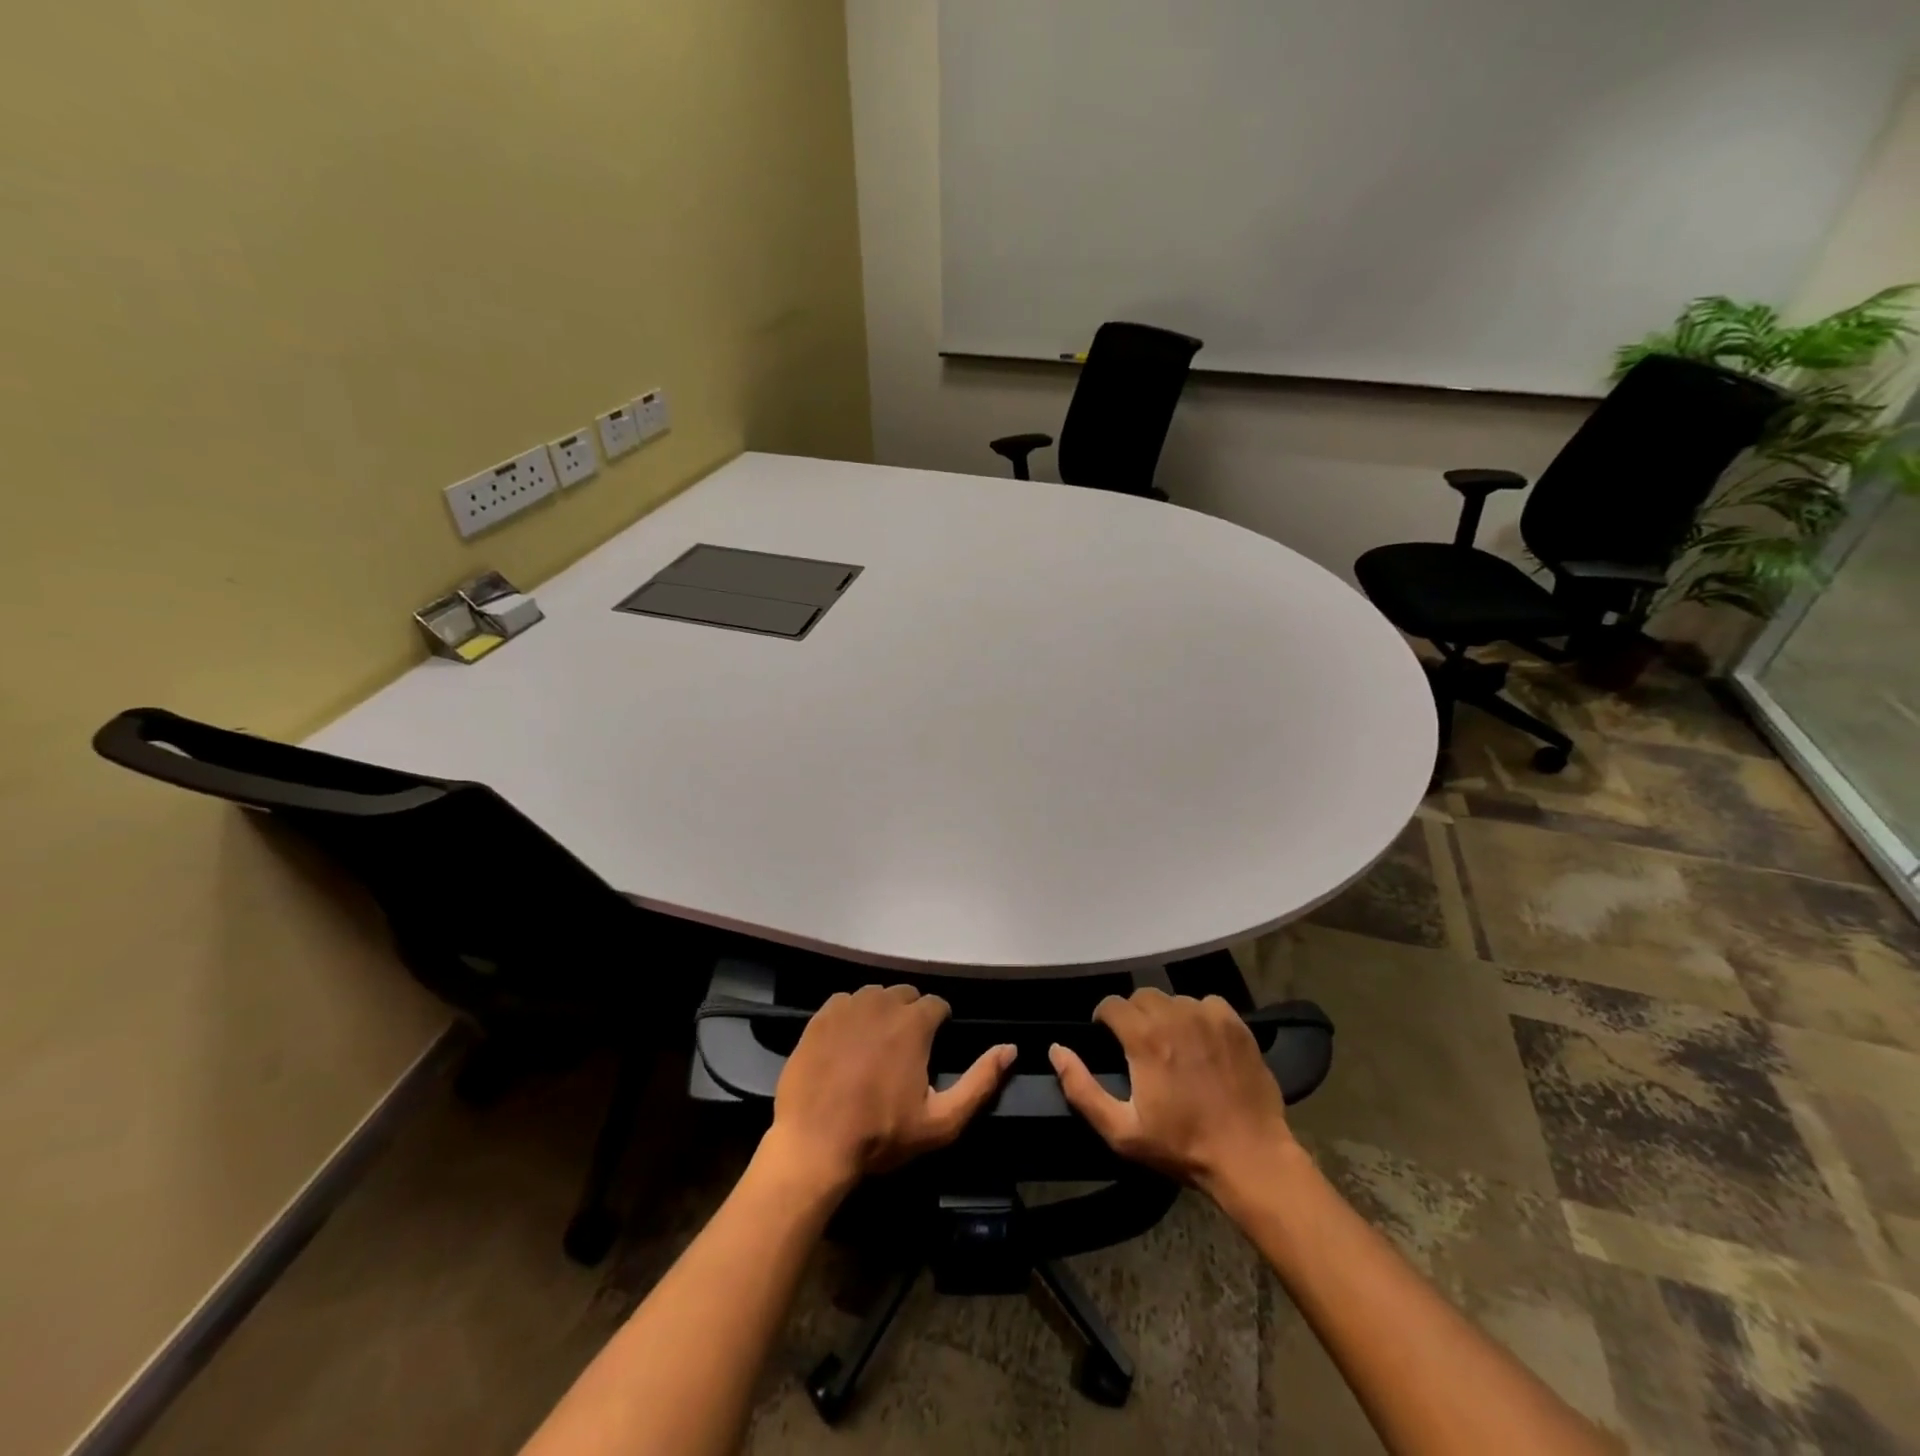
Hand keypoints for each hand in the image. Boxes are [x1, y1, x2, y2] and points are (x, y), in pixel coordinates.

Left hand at [764, 985, 1014, 1195]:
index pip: (937, 1004)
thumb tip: (1010, 1048)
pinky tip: (847, 1044)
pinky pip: (845, 1003)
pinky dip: (852, 1015)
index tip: (933, 1048)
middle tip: (906, 1050)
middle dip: (911, 1015)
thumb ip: (980, 1082)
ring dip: (882, 1012)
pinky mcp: (820, 1016)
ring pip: (875, 995)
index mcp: (914, 1023)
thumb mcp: (942, 1121)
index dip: (940, 1024)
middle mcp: (882, 1003)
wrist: (813, 1145)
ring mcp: (848, 1007)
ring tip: (877, 1045)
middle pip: (906, 995)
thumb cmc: (881, 1134)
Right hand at [1050, 988, 1295, 1196]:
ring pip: (1174, 999)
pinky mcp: (1235, 1023)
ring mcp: (1208, 1016)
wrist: (1250, 1157)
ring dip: (1166, 1016)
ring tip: (1173, 1045)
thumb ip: (1082, 1088)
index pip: (1111, 1004)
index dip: (1104, 1019)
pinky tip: (1202, 1042)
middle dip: (1134, 1016)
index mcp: (1144, 1037)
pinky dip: (1199, 1017)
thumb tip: (1057, 1050)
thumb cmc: (1181, 1146)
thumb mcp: (1122, 1131)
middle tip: (1140, 1047)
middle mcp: (1174, 1015)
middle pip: (1142, 996)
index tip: (1108, 1039)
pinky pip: (1207, 1004)